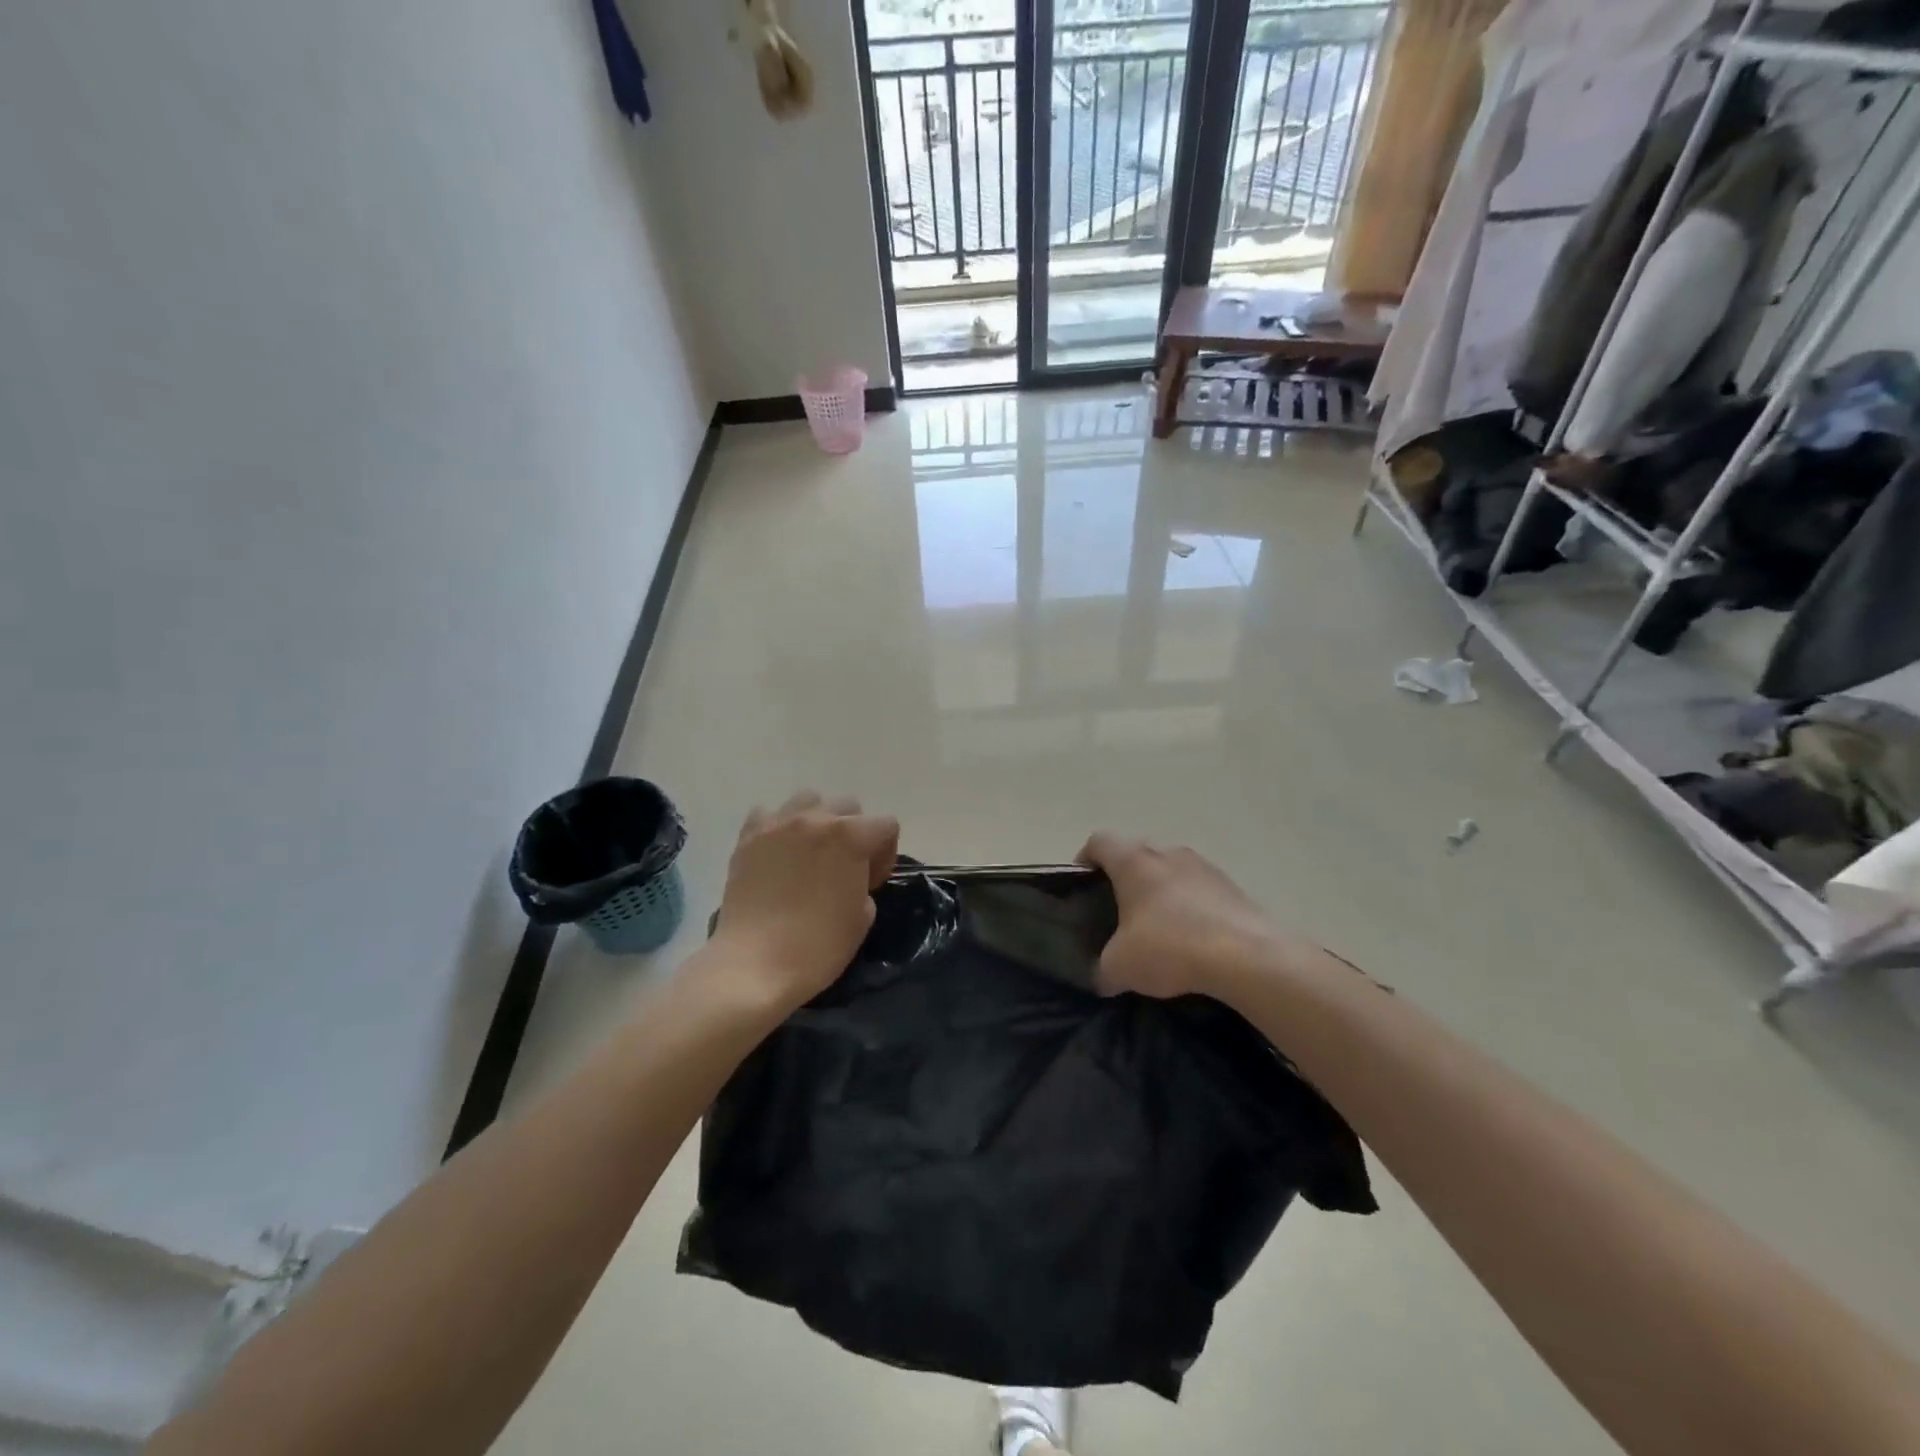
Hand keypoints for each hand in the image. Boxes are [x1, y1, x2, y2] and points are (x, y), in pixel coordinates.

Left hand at [711, 792, 899, 1007]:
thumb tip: (850, 876)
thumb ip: (863, 883)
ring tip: (809, 853)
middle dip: (853, 832)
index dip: (885, 855)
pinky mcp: (747, 838)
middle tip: (843, 868)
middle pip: (848, 806)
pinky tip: (777, 855)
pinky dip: (778, 828)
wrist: (754, 965)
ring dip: (817, 821)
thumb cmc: (818, 947)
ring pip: (808, 800)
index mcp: (850, 836)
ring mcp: (778, 825)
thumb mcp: (863, 917)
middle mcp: (815, 819)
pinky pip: (768, 815)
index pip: (886, 825)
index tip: (871, 883)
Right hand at [1078, 834, 1279, 999]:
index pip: (1099, 841)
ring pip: (1170, 870)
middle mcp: (1167, 852)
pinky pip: (1199, 889)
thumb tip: (1102, 976)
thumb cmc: (1170, 948)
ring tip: (1159, 929)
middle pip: (1136, 853)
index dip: (1086, 859)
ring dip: (1161, 891)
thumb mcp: (1120, 968)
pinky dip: (1191, 907)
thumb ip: (1102, 968)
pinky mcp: (1232, 885)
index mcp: (1133, 861)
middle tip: (1119, 912)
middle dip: (1125, 878)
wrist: (1246, 957)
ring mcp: (1203, 865)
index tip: (1084, 886)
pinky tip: (1193, 940)